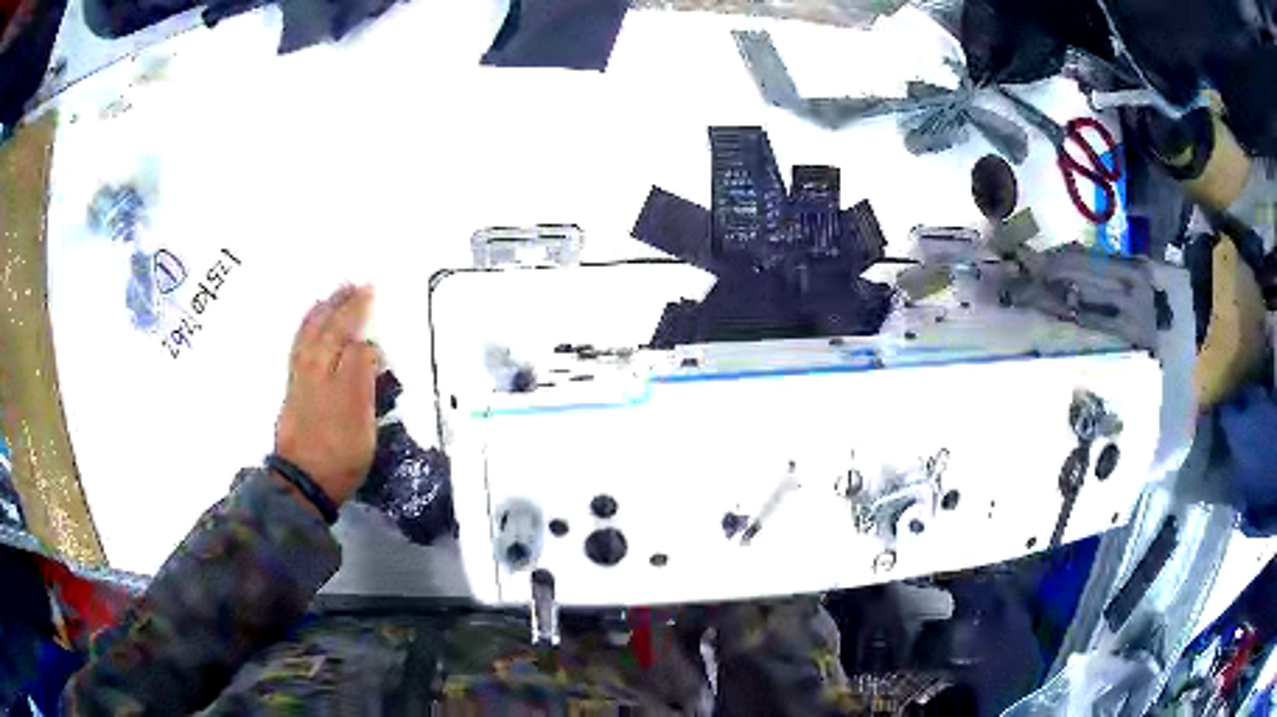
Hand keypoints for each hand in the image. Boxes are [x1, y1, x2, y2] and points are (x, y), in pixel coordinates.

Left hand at [274, 285, 377, 505]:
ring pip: (309, 336)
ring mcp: (301, 380)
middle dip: (341, 306)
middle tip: (354, 285)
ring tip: (330, 297)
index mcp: (334, 372)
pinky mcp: (293, 392)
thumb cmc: (339, 451)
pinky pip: (299, 347)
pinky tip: (309, 328)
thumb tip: (366, 347)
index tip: (371, 296)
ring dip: (321, 313)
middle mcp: (314, 369)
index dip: (360, 318)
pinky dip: (305, 330)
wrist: (304, 480)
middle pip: (327, 330)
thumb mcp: (361, 417)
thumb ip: (363, 377)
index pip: (350, 337)